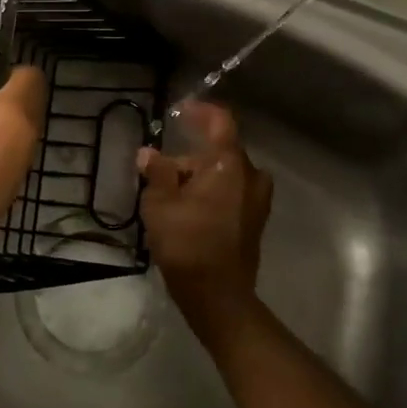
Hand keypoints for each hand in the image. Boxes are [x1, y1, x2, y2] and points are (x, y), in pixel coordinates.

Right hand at [136, 101, 272, 333]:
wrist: (219, 296)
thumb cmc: (187, 243)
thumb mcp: (160, 204)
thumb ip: (157, 172)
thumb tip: (149, 153)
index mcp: (230, 164)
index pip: (221, 121)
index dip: (200, 111)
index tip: (179, 112)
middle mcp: (251, 176)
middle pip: (219, 152)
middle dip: (189, 157)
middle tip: (159, 172)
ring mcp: (257, 200)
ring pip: (225, 174)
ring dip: (199, 177)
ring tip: (168, 195)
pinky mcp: (255, 220)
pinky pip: (232, 193)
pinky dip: (211, 192)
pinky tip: (187, 210)